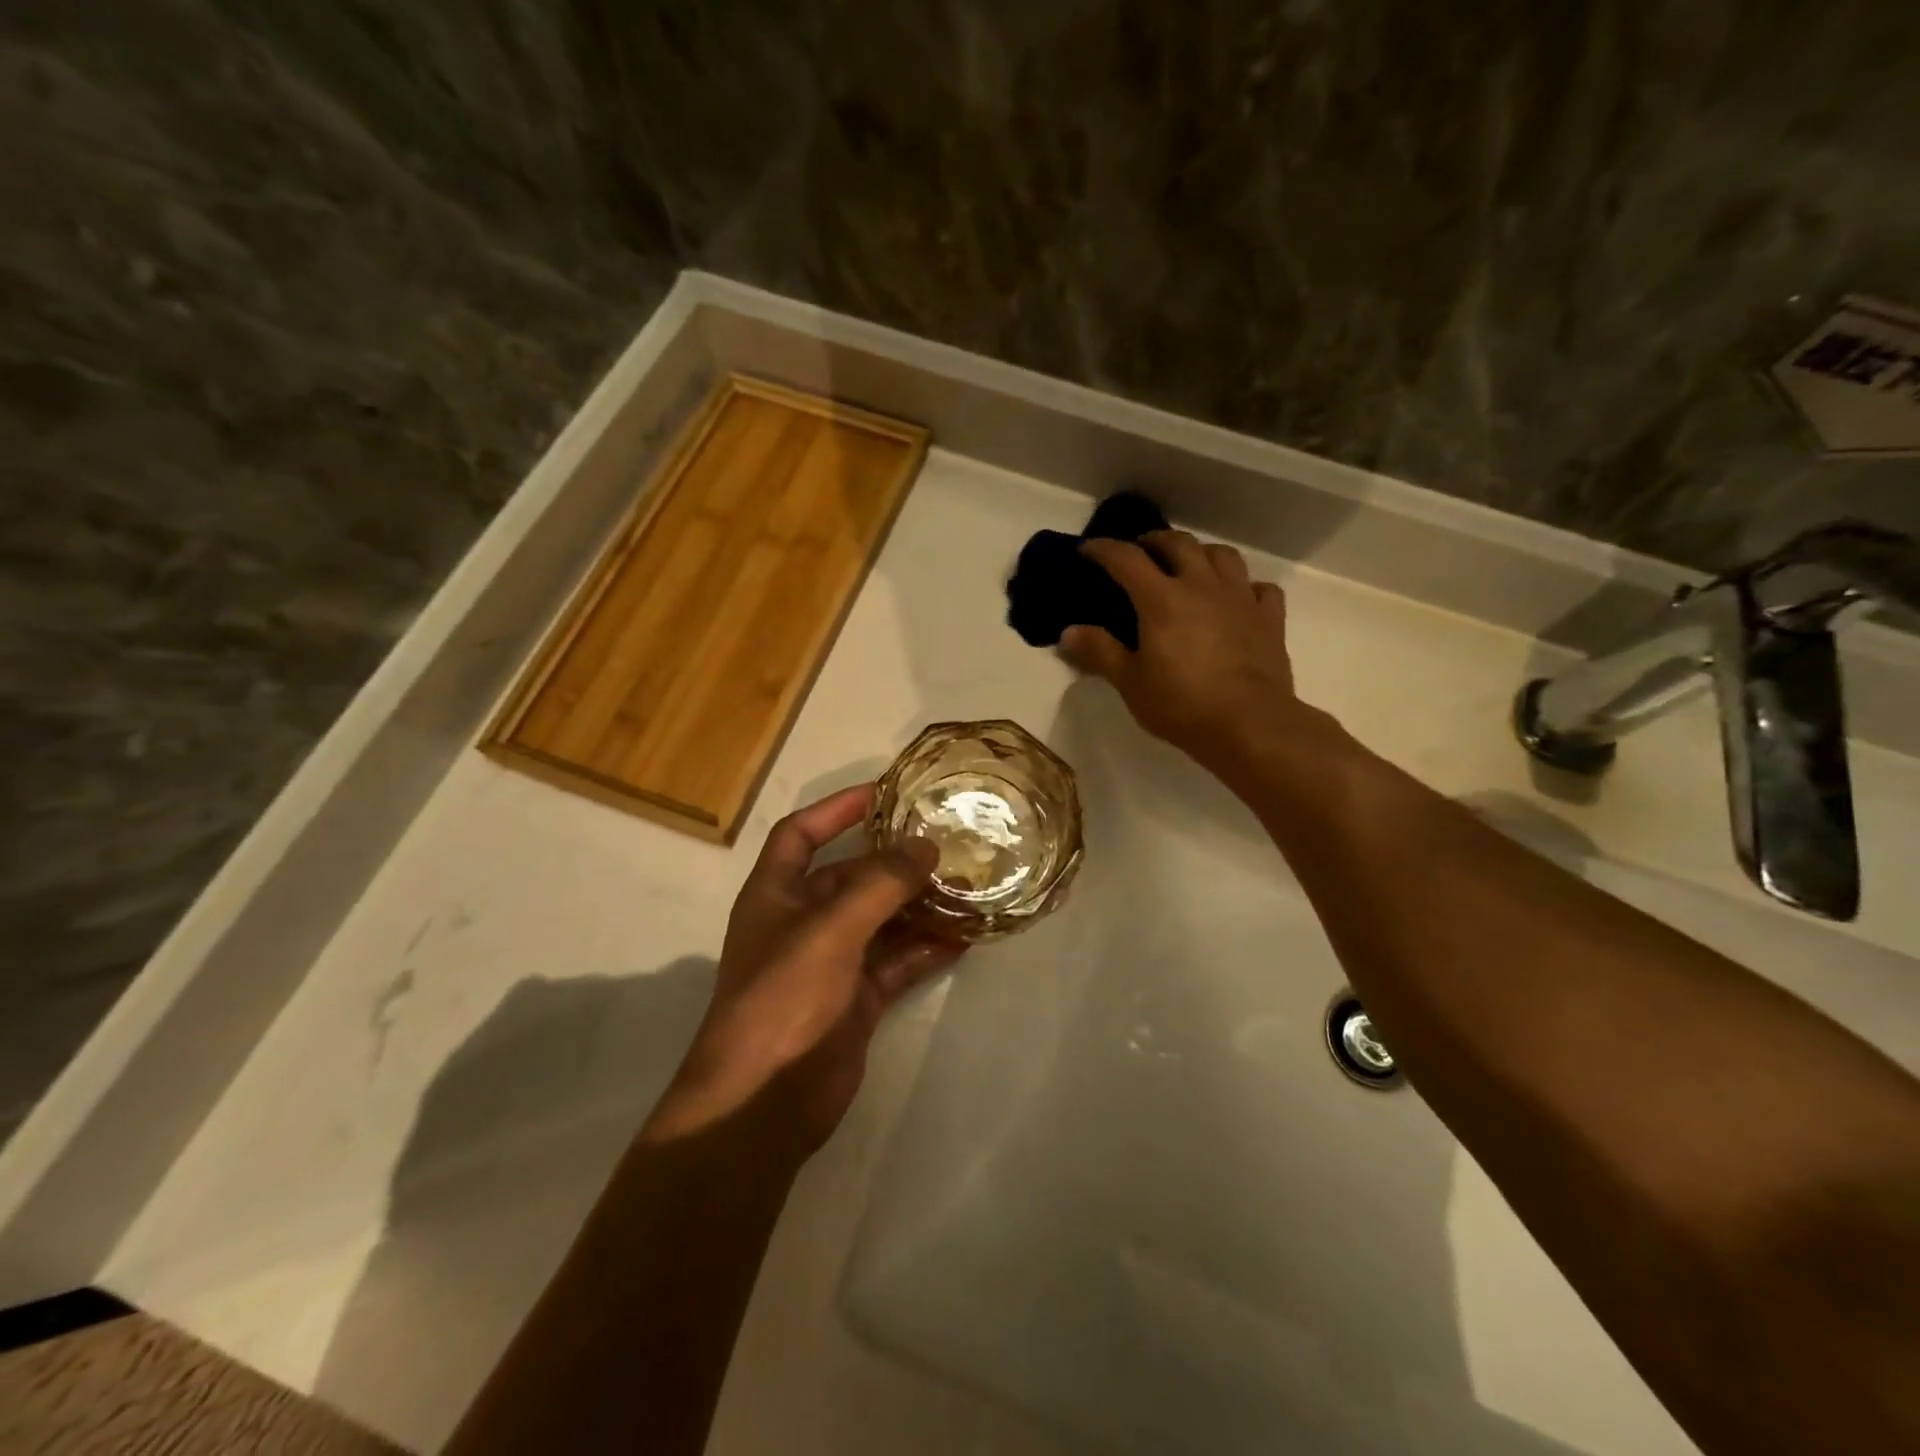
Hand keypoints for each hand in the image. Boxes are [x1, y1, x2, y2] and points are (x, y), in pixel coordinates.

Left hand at [645, 785, 965, 1154]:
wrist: (764, 1102)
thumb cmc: (783, 998)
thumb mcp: (830, 930)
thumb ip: (880, 884)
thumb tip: (925, 846)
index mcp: (776, 894)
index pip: (801, 833)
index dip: (836, 809)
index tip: (884, 792)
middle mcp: (802, 921)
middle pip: (851, 876)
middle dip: (894, 860)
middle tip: (946, 840)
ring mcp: (831, 962)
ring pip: (881, 919)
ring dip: (918, 904)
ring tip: (967, 884)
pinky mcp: (856, 998)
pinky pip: (897, 961)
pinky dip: (926, 949)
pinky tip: (965, 937)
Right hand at [1060, 530, 1307, 770]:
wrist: (1250, 724)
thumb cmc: (1182, 704)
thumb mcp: (1130, 682)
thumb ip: (1099, 652)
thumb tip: (1068, 632)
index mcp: (1162, 599)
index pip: (1127, 559)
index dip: (1104, 550)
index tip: (1087, 550)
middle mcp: (1202, 586)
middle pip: (1179, 544)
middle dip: (1155, 541)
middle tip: (1141, 552)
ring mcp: (1240, 599)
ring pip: (1222, 555)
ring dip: (1201, 553)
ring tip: (1189, 565)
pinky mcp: (1269, 619)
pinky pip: (1259, 588)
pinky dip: (1245, 586)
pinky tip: (1237, 598)